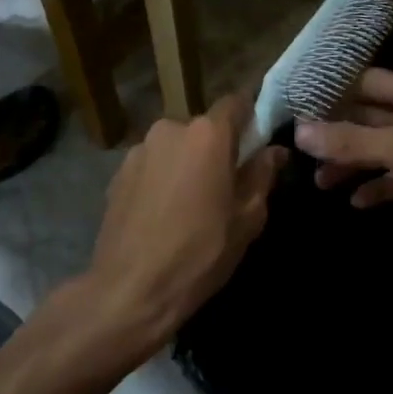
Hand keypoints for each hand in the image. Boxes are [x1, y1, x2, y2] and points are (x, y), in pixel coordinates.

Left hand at [84, 93, 287, 348]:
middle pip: (203, 128)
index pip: (236, 102)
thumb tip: (275, 151)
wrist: (130, 291)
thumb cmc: (200, 253)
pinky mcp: (117, 173)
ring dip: (186, 164)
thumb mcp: (247, 218)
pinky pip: (152, 165)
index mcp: (207, 134)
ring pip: (176, 147)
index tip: (257, 142)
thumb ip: (263, 175)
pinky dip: (161, 179)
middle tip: (225, 186)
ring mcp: (139, 149)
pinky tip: (162, 214)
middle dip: (216, 149)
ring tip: (189, 205)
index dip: (250, 117)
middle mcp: (171, 128)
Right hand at [295, 70, 392, 260]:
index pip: (370, 82)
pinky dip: (381, 186)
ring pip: (386, 149)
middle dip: (341, 134)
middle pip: (374, 117)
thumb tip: (300, 132)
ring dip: (356, 163)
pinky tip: (358, 202)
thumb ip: (353, 142)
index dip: (336, 92)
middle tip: (304, 151)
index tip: (301, 106)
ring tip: (321, 181)